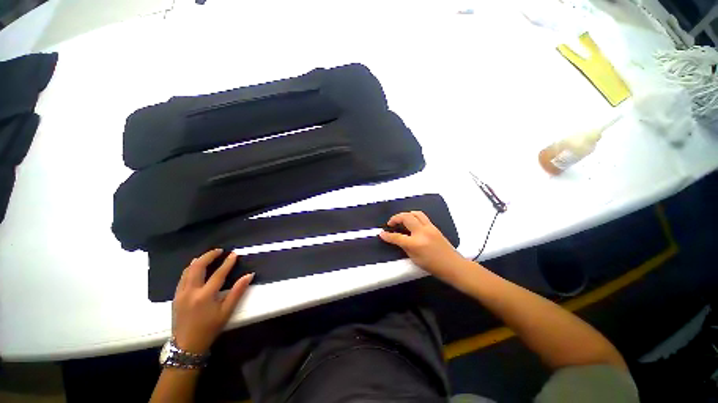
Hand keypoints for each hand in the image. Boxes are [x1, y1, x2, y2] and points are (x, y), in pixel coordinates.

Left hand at [172, 249, 253, 354]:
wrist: (187, 345)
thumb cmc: (210, 328)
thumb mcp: (226, 311)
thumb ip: (237, 292)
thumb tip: (249, 275)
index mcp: (205, 296)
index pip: (218, 274)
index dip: (228, 263)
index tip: (234, 254)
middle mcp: (190, 292)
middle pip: (197, 267)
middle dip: (208, 256)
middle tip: (219, 250)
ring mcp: (180, 294)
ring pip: (187, 271)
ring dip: (198, 261)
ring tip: (208, 256)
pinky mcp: (175, 297)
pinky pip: (182, 277)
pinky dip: (190, 269)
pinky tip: (195, 268)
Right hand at [379, 211, 465, 279]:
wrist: (452, 265)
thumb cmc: (432, 265)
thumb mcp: (414, 258)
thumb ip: (404, 246)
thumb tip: (395, 238)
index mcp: (416, 243)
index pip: (397, 237)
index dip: (387, 235)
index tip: (381, 233)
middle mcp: (422, 232)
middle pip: (406, 218)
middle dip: (396, 218)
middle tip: (391, 223)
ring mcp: (429, 227)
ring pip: (415, 213)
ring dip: (405, 215)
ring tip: (401, 220)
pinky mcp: (434, 226)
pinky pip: (421, 216)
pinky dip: (413, 216)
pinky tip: (411, 222)